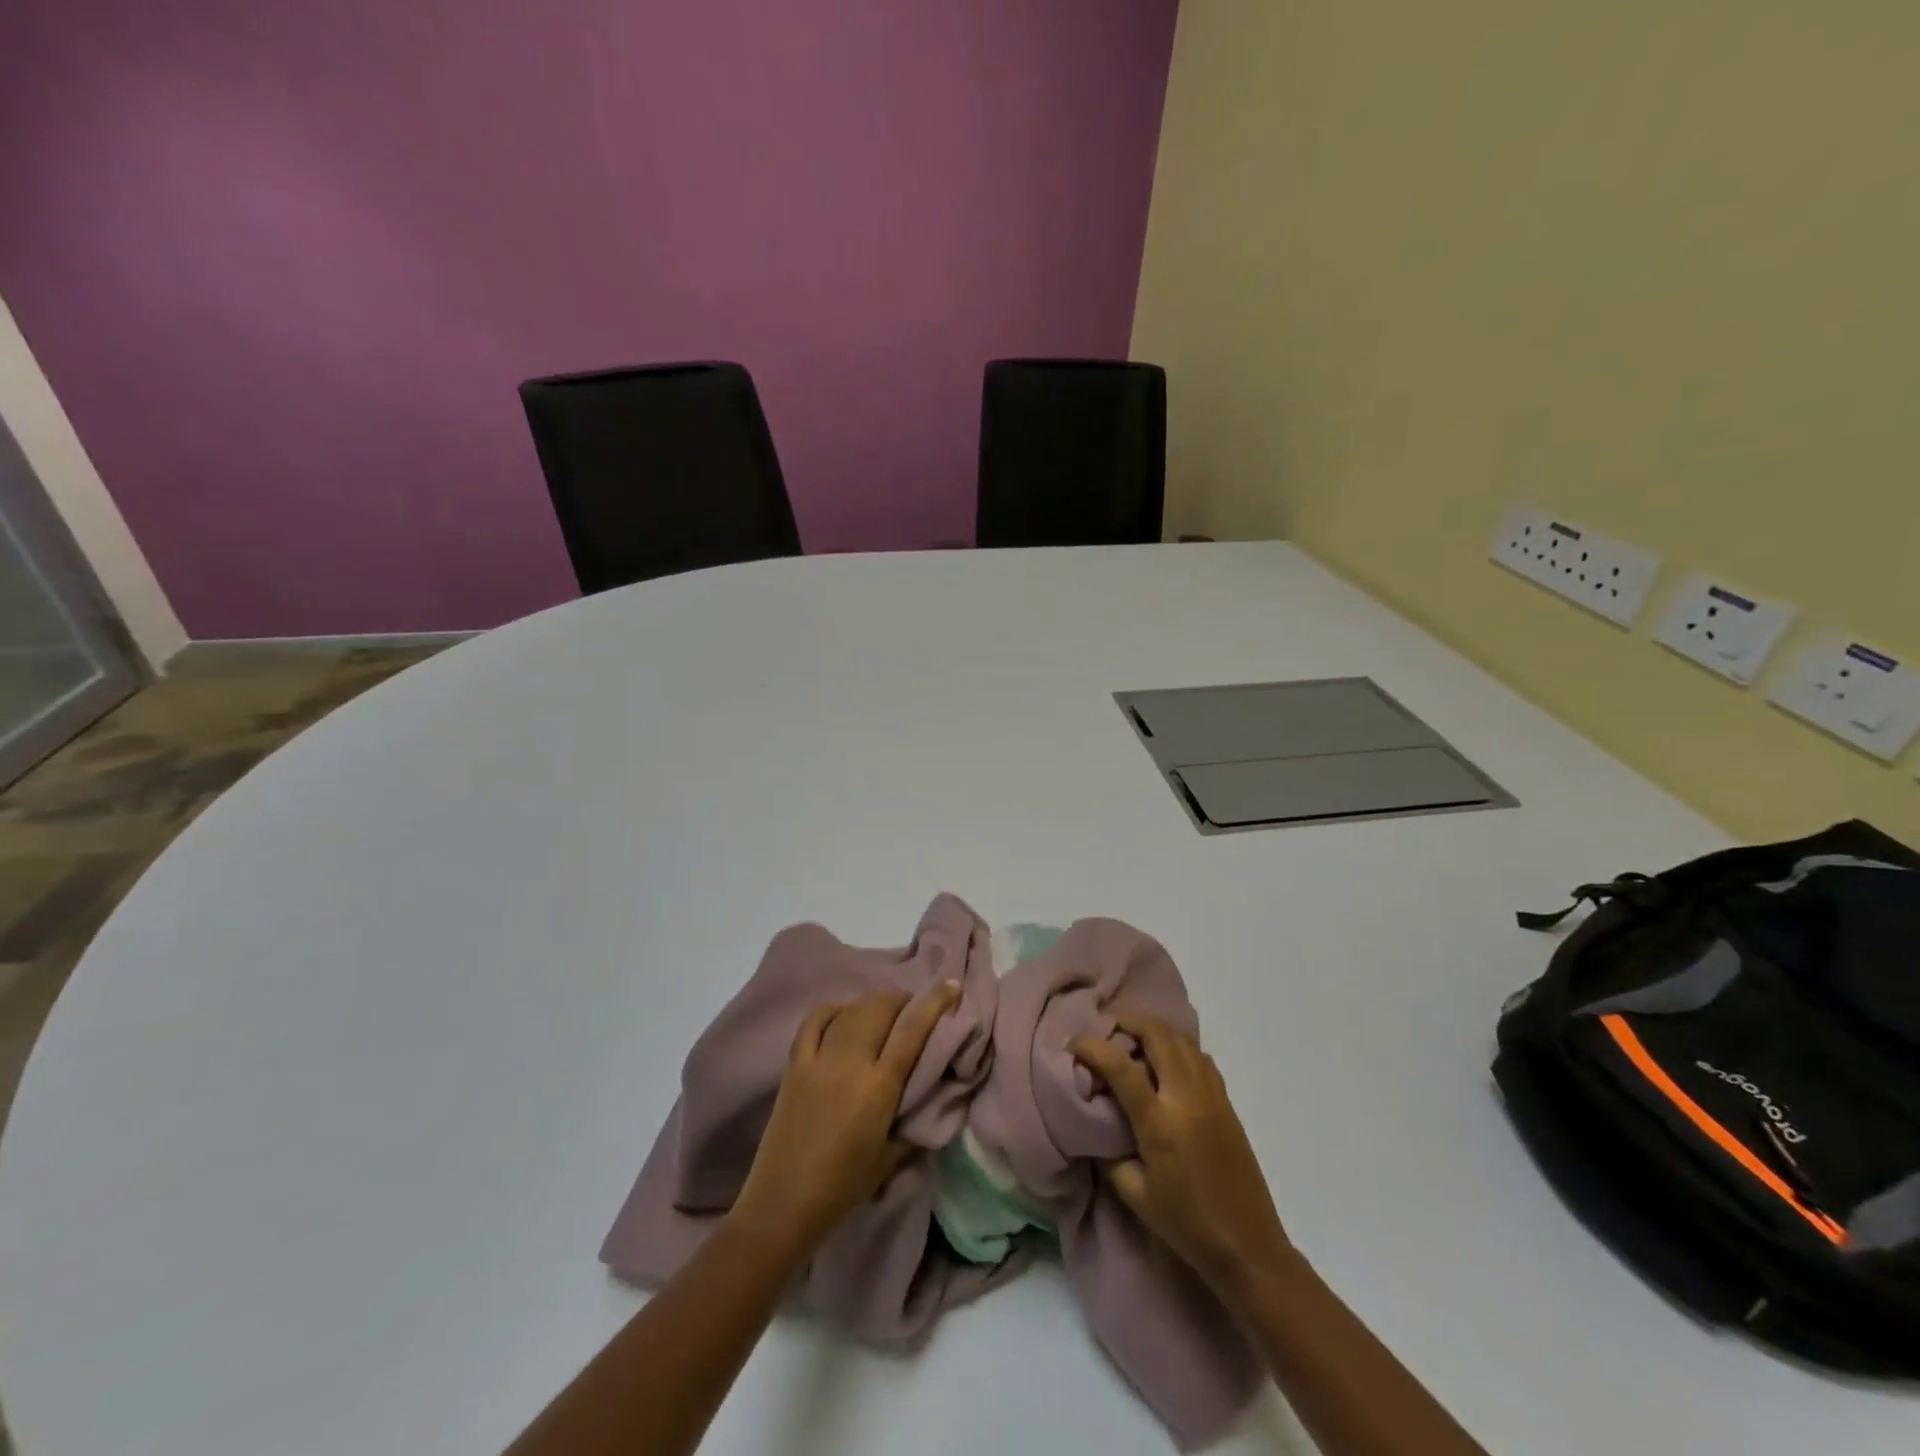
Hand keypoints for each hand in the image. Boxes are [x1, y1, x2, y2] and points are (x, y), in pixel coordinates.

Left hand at [730, 982, 959, 1253]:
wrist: (782, 1204)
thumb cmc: (844, 1188)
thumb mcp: (892, 1156)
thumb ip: (912, 1118)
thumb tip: (930, 1094)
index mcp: (879, 1086)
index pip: (912, 1029)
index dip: (934, 1001)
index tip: (951, 985)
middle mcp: (850, 1062)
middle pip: (880, 1009)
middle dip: (903, 1000)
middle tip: (915, 1008)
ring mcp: (818, 1059)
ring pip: (852, 1009)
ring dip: (874, 1003)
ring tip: (885, 1011)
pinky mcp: (794, 1063)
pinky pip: (815, 1020)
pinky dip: (834, 1009)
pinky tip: (845, 1013)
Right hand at [1071, 1009, 1290, 1296]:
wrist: (1249, 1247)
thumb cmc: (1187, 1225)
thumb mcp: (1135, 1194)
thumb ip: (1109, 1154)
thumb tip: (1095, 1124)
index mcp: (1159, 1122)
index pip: (1120, 1066)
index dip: (1092, 1046)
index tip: (1073, 1042)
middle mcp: (1186, 1097)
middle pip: (1157, 1034)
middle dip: (1128, 1021)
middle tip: (1107, 1027)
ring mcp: (1211, 1095)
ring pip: (1182, 1038)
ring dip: (1154, 1029)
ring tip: (1133, 1038)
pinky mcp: (1227, 1101)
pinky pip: (1199, 1056)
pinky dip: (1178, 1045)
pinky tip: (1166, 1061)